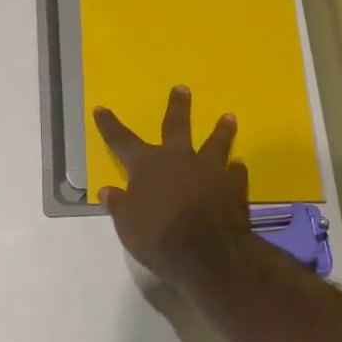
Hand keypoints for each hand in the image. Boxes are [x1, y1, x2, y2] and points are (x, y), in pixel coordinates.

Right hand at [93, 85, 251, 282]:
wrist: (207, 253)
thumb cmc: (158, 237)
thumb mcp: (127, 225)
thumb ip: (119, 205)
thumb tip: (108, 191)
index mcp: (147, 166)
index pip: (121, 141)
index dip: (109, 125)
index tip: (101, 108)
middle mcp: (178, 159)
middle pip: (176, 126)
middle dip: (178, 106)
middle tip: (183, 88)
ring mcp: (210, 170)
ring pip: (216, 142)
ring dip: (221, 130)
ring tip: (228, 117)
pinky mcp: (234, 186)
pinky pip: (236, 173)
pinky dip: (236, 169)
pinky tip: (239, 165)